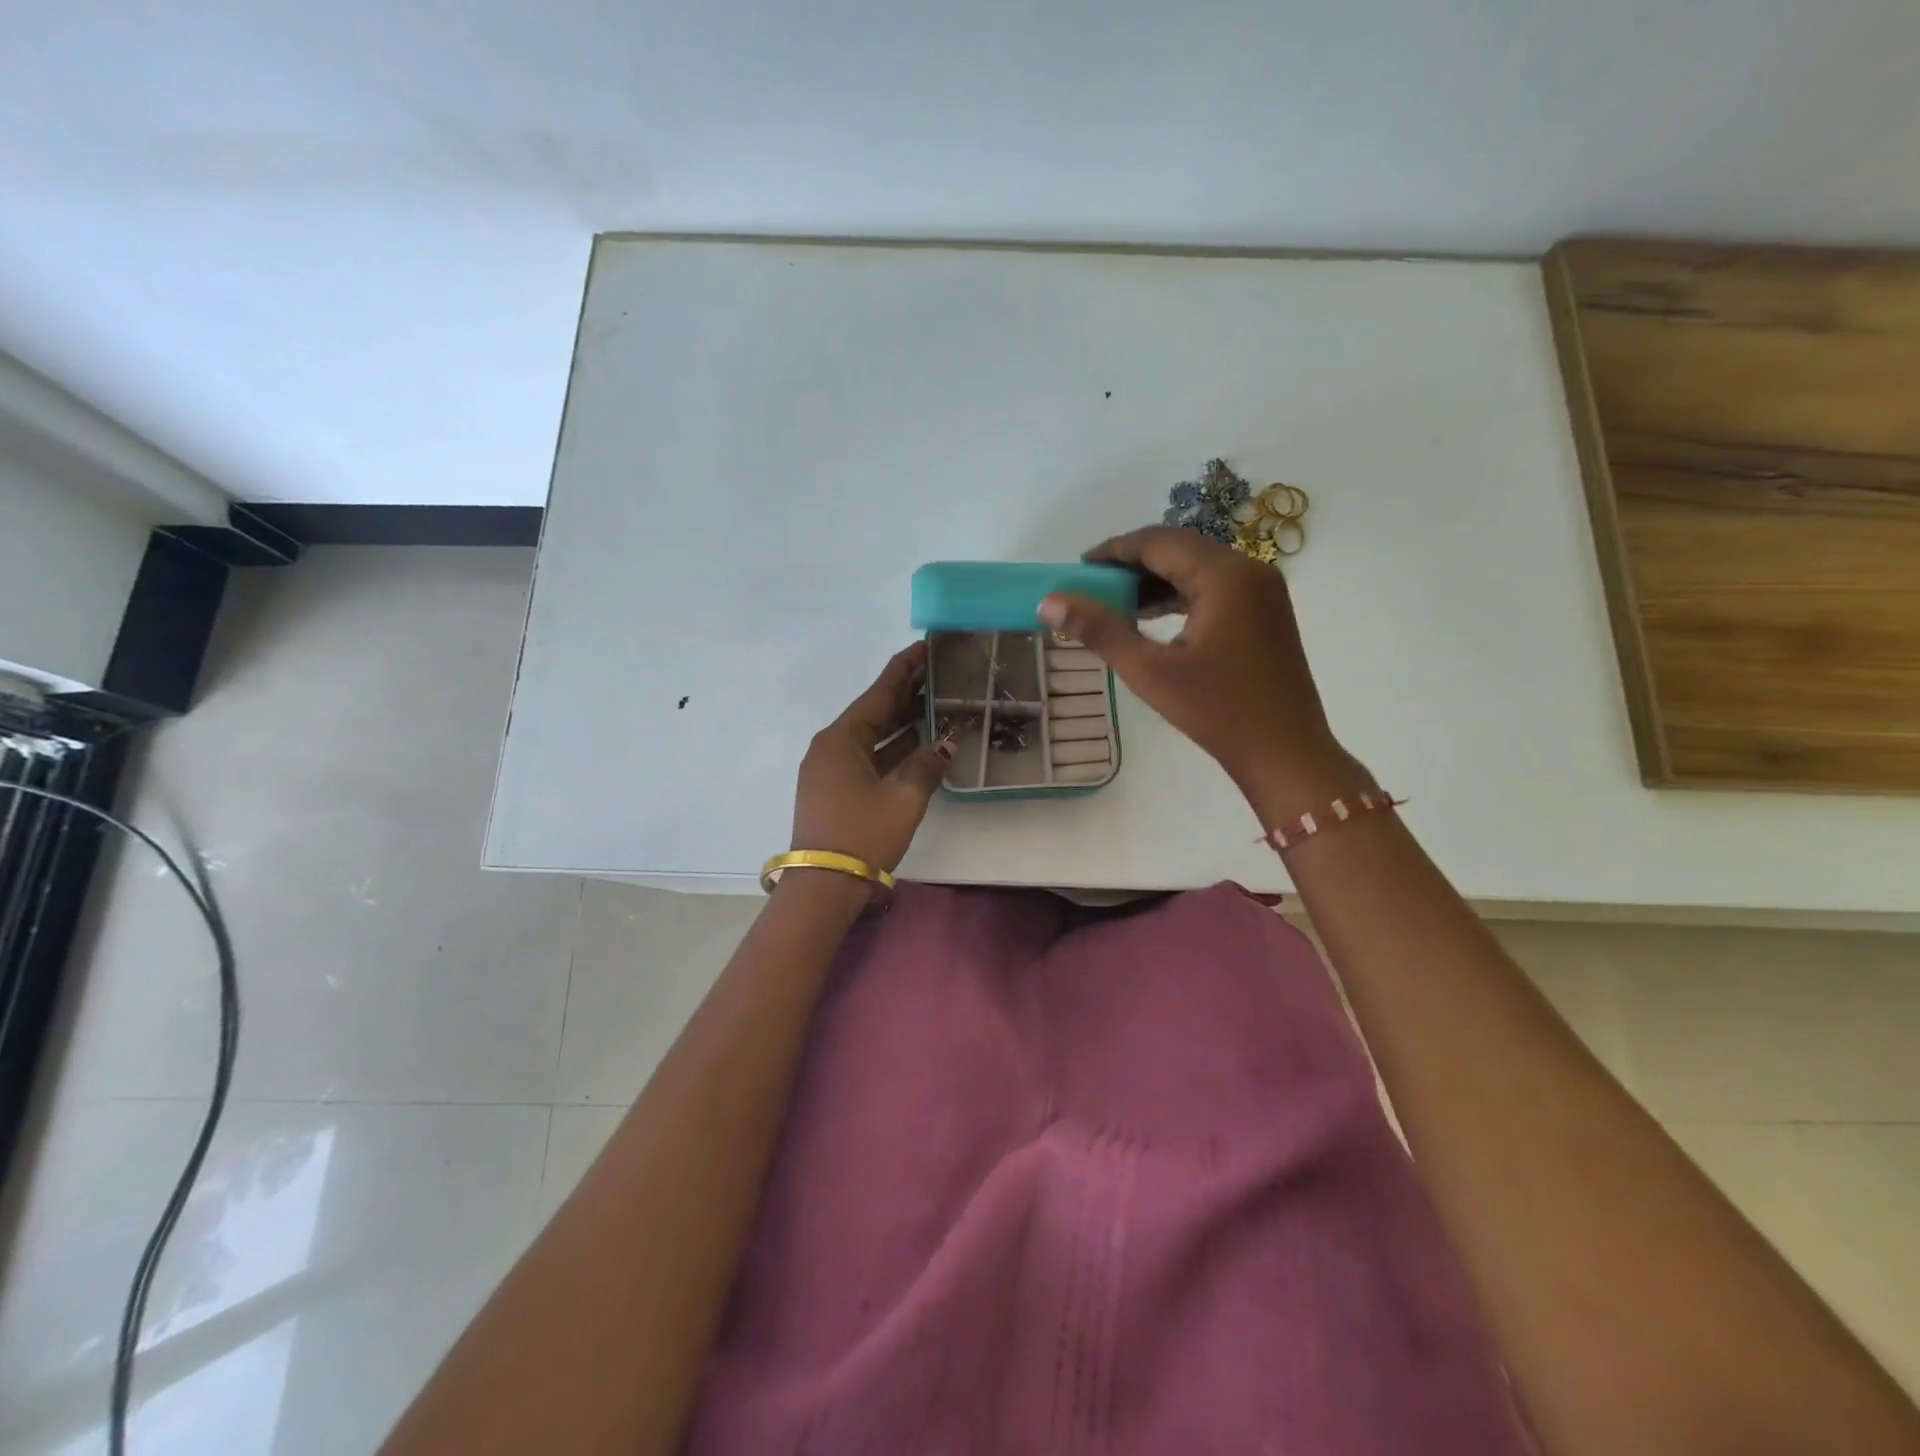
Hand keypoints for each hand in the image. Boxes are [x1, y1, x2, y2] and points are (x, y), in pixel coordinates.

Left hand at [791, 642, 951, 871]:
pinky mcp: (834, 790)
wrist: (824, 886)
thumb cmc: (863, 834)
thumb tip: (945, 744)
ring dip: (900, 722)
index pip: (878, 693)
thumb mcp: (904, 798)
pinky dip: (891, 748)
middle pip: (873, 711)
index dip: (903, 668)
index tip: (924, 647)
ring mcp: (830, 769)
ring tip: (935, 702)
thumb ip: (926, 765)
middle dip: (905, 693)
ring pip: (871, 736)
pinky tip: (917, 743)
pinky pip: (867, 757)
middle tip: (937, 672)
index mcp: (842, 739)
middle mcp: (831, 747)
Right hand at [1039, 526, 1371, 824]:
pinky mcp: (1265, 612)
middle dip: (1132, 564)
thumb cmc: (1217, 712)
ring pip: (1197, 567)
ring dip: (1155, 580)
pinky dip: (1179, 595)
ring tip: (1113, 603)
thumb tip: (1050, 601)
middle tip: (1091, 586)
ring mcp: (1262, 590)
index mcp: (1224, 575)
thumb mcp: (1150, 671)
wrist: (1285, 754)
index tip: (1077, 569)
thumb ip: (1100, 630)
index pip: (1158, 542)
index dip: (1114, 551)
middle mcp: (1249, 569)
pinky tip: (1150, 617)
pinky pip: (1214, 587)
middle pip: (1179, 548)